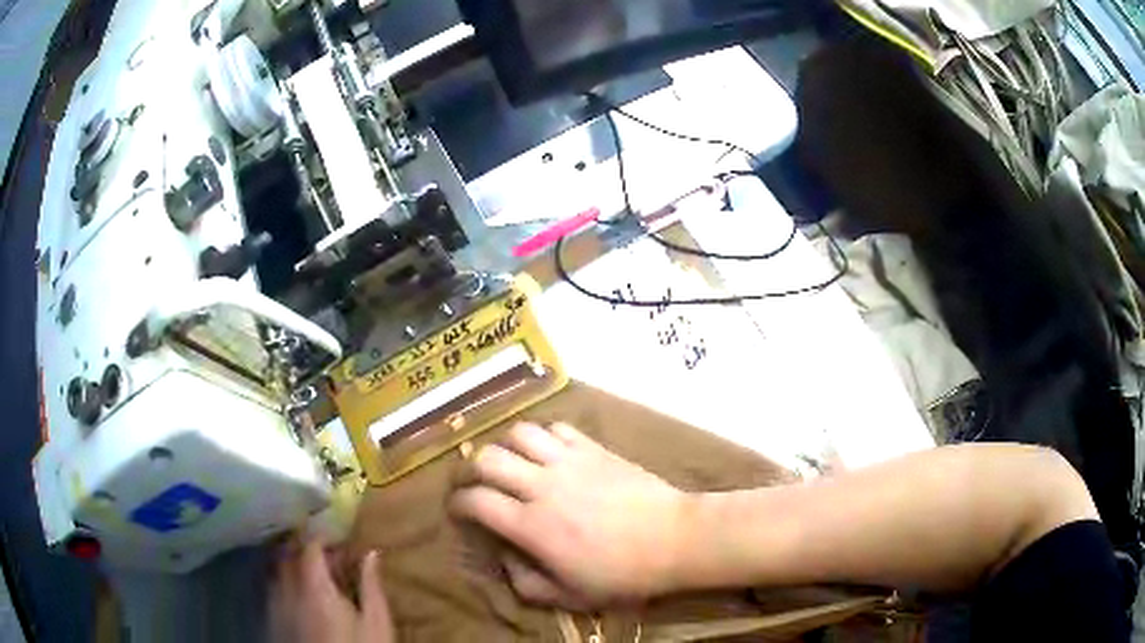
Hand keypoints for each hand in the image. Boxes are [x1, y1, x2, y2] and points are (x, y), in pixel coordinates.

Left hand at [269, 540, 394, 642]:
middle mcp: (288, 589)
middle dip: (302, 547)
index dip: (321, 538)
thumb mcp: (376, 623)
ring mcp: (275, 604)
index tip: (336, 540)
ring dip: (289, 563)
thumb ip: (371, 587)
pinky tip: (297, 595)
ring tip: (309, 572)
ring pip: (275, 570)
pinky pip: (271, 589)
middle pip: (286, 553)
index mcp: (315, 587)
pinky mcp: (271, 619)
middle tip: (323, 555)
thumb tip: (370, 554)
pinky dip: (282, 582)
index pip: (309, 547)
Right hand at [449, 423, 691, 608]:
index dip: (457, 503)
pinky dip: (541, 436)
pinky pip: (555, 428)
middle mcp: (542, 487)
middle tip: (468, 481)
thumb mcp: (570, 596)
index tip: (456, 509)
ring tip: (505, 462)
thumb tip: (504, 559)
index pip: (476, 501)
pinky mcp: (593, 448)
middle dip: (466, 469)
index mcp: (532, 527)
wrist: (674, 538)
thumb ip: (526, 582)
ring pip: (518, 433)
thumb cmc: (623, 574)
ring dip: (503, 446)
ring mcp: (569, 462)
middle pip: (487, 459)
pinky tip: (544, 452)